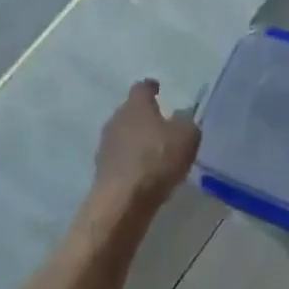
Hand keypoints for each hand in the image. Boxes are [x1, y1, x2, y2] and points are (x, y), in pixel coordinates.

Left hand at [93, 79, 199, 209]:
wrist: (122, 201)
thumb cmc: (157, 159)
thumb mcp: (187, 137)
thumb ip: (186, 124)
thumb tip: (181, 119)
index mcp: (136, 105)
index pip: (142, 87)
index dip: (151, 87)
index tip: (158, 88)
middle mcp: (116, 119)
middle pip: (130, 111)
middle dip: (144, 116)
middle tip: (161, 123)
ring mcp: (105, 145)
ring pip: (124, 135)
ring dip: (136, 139)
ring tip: (154, 150)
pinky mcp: (102, 169)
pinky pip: (120, 157)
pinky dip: (131, 160)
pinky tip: (144, 171)